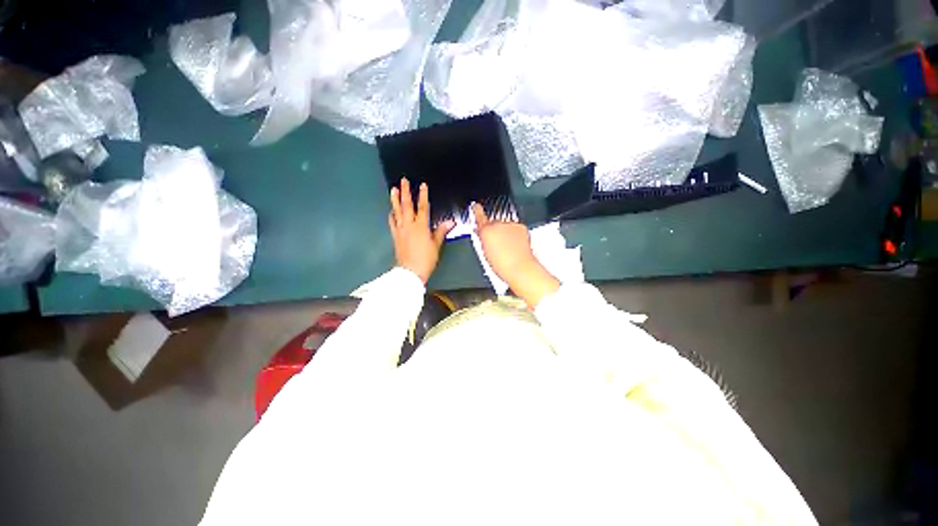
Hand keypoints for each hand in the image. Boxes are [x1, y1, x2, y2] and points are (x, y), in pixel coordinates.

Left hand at [388, 178, 453, 283]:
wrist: (410, 271)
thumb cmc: (426, 259)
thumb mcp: (436, 245)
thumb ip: (441, 231)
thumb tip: (450, 222)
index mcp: (421, 226)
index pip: (423, 207)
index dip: (423, 195)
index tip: (422, 185)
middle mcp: (409, 225)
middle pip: (407, 205)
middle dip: (406, 192)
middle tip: (403, 181)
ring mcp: (400, 230)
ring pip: (397, 211)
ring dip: (395, 200)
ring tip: (393, 189)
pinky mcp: (395, 235)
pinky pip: (392, 222)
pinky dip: (392, 215)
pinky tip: (391, 211)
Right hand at [472, 203, 558, 307]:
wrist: (520, 268)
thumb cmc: (502, 265)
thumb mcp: (485, 253)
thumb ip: (482, 239)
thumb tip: (480, 233)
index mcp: (486, 231)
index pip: (479, 215)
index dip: (476, 210)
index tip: (476, 206)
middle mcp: (498, 224)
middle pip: (493, 223)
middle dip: (494, 230)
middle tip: (497, 244)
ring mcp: (510, 224)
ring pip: (505, 226)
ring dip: (504, 232)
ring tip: (507, 247)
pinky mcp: (521, 226)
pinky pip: (515, 228)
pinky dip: (514, 234)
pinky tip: (515, 245)